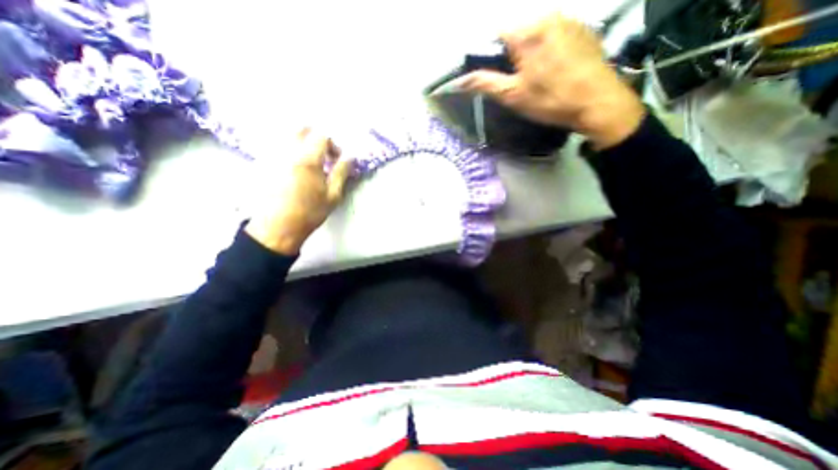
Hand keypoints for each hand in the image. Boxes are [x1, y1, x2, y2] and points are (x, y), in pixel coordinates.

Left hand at [246, 128, 354, 253]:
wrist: (278, 227)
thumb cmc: (310, 212)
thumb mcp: (333, 195)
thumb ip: (341, 172)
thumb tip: (350, 157)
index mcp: (307, 159)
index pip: (322, 136)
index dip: (333, 145)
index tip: (337, 160)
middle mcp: (288, 152)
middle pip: (302, 129)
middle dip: (316, 137)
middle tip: (324, 155)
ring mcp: (273, 156)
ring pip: (288, 136)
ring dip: (303, 143)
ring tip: (311, 163)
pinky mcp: (264, 163)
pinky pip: (278, 146)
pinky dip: (291, 150)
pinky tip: (295, 168)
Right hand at [448, 13, 643, 147]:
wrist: (597, 102)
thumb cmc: (550, 100)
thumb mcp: (513, 95)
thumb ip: (485, 84)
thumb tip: (460, 81)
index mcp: (527, 32)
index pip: (495, 32)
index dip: (489, 53)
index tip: (494, 73)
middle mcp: (547, 16)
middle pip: (516, 30)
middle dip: (510, 52)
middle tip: (516, 78)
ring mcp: (568, 19)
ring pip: (535, 31)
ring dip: (528, 49)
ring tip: (535, 75)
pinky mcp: (582, 27)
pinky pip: (554, 32)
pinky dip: (546, 46)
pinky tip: (553, 67)